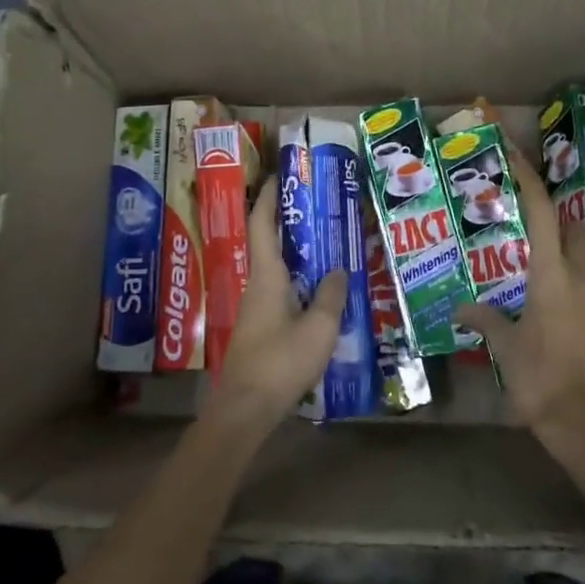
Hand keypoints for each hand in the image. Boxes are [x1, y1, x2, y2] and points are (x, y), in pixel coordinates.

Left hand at [204, 183, 346, 433]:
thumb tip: (339, 269)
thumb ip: (331, 295)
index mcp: (267, 276)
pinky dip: (298, 277)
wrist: (246, 409)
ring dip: (295, 250)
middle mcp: (257, 285)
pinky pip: (280, 289)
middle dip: (286, 219)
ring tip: (325, 240)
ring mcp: (256, 307)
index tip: (280, 174)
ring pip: (275, 267)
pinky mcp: (261, 327)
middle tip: (316, 204)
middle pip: (267, 242)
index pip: (262, 224)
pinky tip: (319, 287)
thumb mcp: (319, 328)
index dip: (269, 197)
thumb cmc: (281, 362)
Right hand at [455, 141, 584, 447]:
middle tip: (543, 239)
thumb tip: (458, 311)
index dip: (531, 180)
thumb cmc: (536, 379)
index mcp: (550, 276)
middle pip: (577, 228)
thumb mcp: (504, 347)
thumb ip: (483, 320)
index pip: (542, 214)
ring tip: (579, 257)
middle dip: (560, 225)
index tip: (519, 157)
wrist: (582, 420)